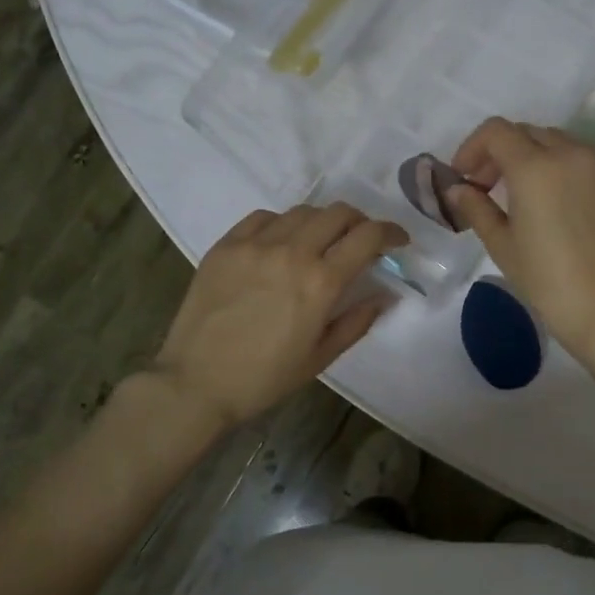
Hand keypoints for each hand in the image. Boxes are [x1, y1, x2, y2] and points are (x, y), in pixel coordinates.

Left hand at [152, 204, 408, 425]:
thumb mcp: (321, 357)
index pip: (368, 236)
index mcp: (321, 282)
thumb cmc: (265, 379)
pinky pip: (263, 217)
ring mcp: (255, 245)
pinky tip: (281, 242)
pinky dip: (283, 223)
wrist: (196, 383)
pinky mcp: (226, 245)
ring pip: (302, 211)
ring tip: (321, 241)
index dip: (391, 233)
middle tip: (361, 241)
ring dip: (323, 221)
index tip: (398, 240)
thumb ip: (357, 321)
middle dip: (360, 222)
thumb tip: (385, 295)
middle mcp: (292, 252)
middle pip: (338, 213)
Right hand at [444, 117, 594, 355]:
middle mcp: (572, 153)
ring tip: (528, 195)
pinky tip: (563, 206)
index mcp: (535, 166)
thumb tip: (458, 190)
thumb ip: (476, 207)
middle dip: (503, 153)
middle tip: (490, 187)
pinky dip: (568, 171)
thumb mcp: (502, 244)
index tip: (465, 177)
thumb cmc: (546, 280)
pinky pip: (589, 162)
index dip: (473, 148)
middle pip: (528, 133)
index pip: (496, 131)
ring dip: (537, 158)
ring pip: (561, 143)